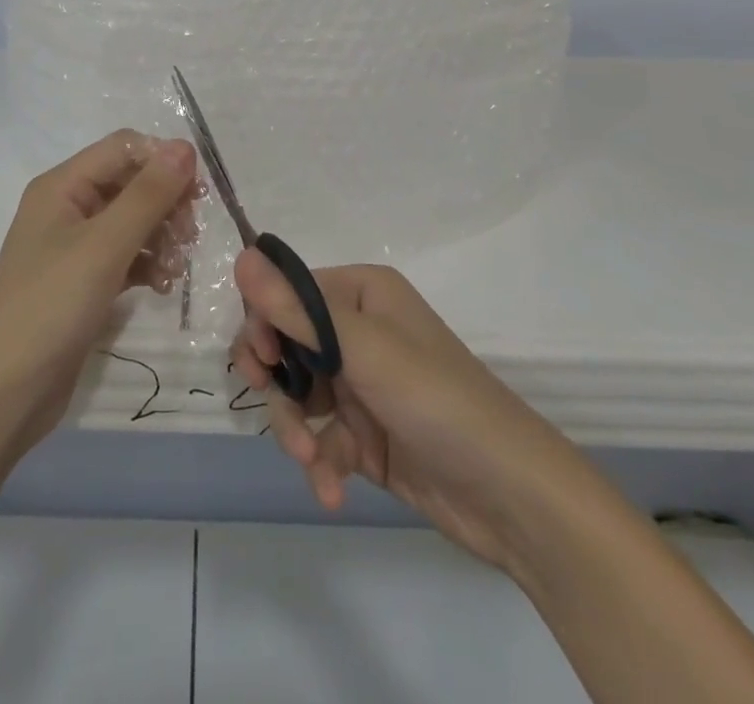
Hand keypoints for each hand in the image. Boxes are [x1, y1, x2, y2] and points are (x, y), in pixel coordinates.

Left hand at [0, 131, 197, 463]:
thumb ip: (148, 195)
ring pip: (133, 221)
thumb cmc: (50, 307)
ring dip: (162, 236)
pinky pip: (127, 256)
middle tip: (190, 235)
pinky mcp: (83, 282)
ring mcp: (74, 247)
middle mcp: (67, 207)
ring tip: (176, 269)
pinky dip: (149, 264)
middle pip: (130, 183)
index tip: (198, 193)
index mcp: (62, 185)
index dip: (162, 160)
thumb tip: (185, 147)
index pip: (123, 148)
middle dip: (166, 203)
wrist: (2, 396)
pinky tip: (164, 287)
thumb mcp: (104, 246)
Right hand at [231, 254, 588, 581]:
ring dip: (295, 429)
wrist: (511, 497)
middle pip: (286, 343)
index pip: (288, 292)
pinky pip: (320, 437)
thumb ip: (296, 309)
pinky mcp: (366, 434)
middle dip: (275, 379)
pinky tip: (330, 489)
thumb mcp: (363, 349)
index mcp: (362, 293)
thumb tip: (241, 256)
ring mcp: (361, 384)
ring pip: (297, 395)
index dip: (265, 321)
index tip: (261, 360)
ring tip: (311, 460)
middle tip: (267, 398)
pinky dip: (319, 461)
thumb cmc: (436, 399)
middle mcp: (358, 330)